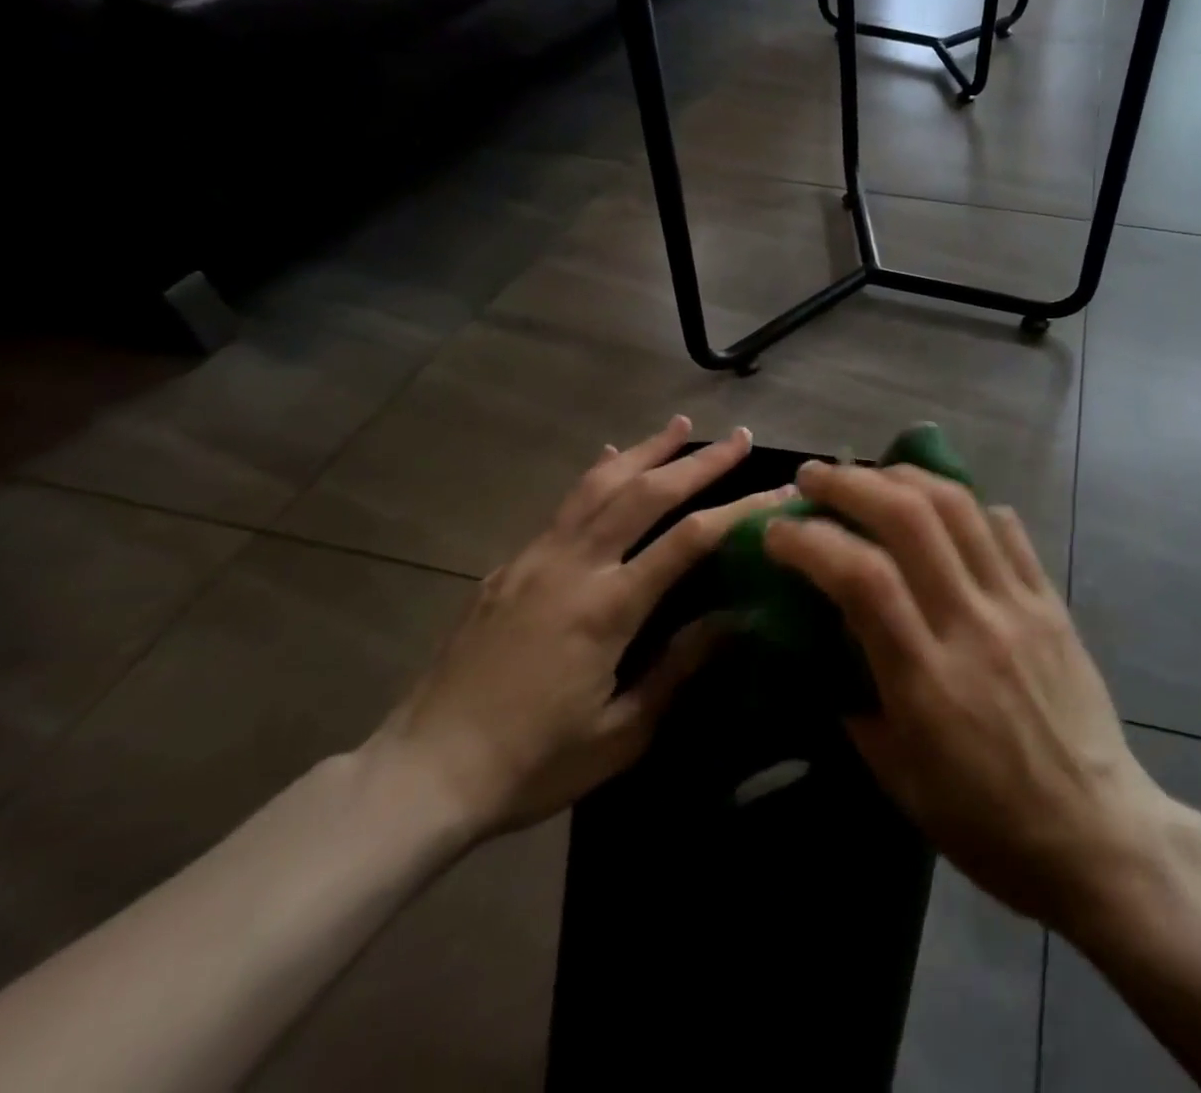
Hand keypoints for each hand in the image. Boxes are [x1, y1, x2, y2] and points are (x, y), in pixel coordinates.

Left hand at [373, 416, 788, 839]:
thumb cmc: (532, 763)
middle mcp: (572, 566)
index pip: (690, 540)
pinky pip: (563, 506)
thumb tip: (733, 620)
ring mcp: (535, 559)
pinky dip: (596, 475)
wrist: (421, 774)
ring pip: (599, 485)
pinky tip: (609, 458)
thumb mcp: (621, 732)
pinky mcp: (509, 566)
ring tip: (681, 425)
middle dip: (699, 462)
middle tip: (740, 438)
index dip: (740, 509)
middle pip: (645, 493)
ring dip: (646, 450)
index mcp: (606, 607)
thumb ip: (678, 669)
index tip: (779, 490)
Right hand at [763, 462, 1175, 931]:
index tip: (777, 531)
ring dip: (905, 475)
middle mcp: (973, 624)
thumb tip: (826, 644)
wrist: (1097, 835)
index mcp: (927, 680)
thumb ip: (855, 704)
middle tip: (814, 477)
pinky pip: (1007, 529)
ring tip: (872, 473)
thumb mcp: (899, 781)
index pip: (862, 578)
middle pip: (910, 518)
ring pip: (960, 507)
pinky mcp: (1051, 600)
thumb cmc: (987, 824)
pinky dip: (967, 504)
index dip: (811, 540)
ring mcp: (1019, 605)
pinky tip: (943, 506)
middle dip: (852, 484)